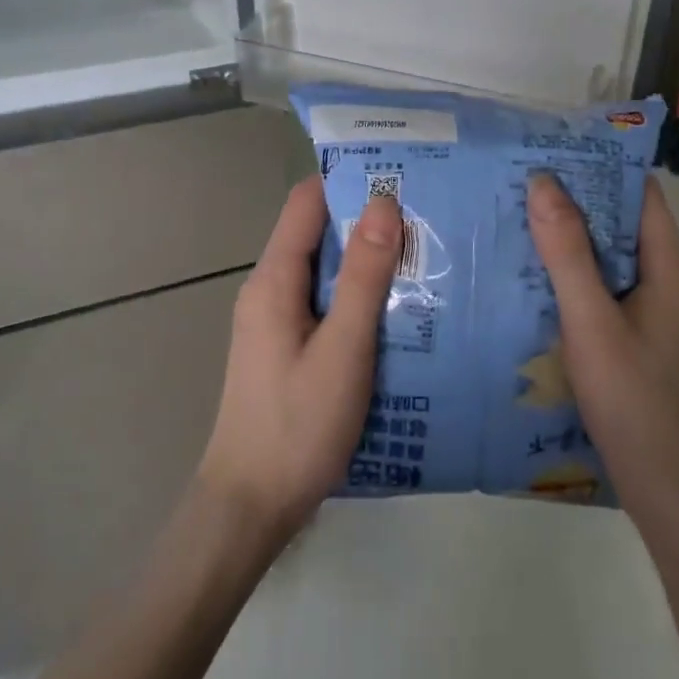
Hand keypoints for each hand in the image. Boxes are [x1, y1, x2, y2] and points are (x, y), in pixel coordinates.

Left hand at [197, 176, 400, 546]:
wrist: (250, 507)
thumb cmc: (297, 425)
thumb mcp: (343, 349)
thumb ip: (364, 277)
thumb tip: (383, 203)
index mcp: (275, 279)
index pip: (307, 202)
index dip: (349, 180)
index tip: (400, 171)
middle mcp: (270, 289)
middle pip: (319, 233)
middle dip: (369, 220)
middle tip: (428, 214)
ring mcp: (276, 320)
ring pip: (326, 271)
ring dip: (368, 260)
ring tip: (425, 255)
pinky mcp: (287, 347)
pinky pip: (325, 303)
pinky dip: (359, 295)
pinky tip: (399, 309)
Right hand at [526, 173, 678, 539]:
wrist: (670, 490)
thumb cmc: (635, 402)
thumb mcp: (592, 323)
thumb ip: (567, 254)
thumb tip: (543, 182)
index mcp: (670, 265)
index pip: (638, 191)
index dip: (598, 164)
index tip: (548, 148)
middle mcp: (667, 278)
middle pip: (620, 220)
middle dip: (573, 198)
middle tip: (516, 180)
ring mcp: (653, 308)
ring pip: (608, 254)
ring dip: (567, 236)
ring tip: (513, 216)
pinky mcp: (637, 334)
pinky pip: (602, 285)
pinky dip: (570, 272)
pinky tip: (528, 275)